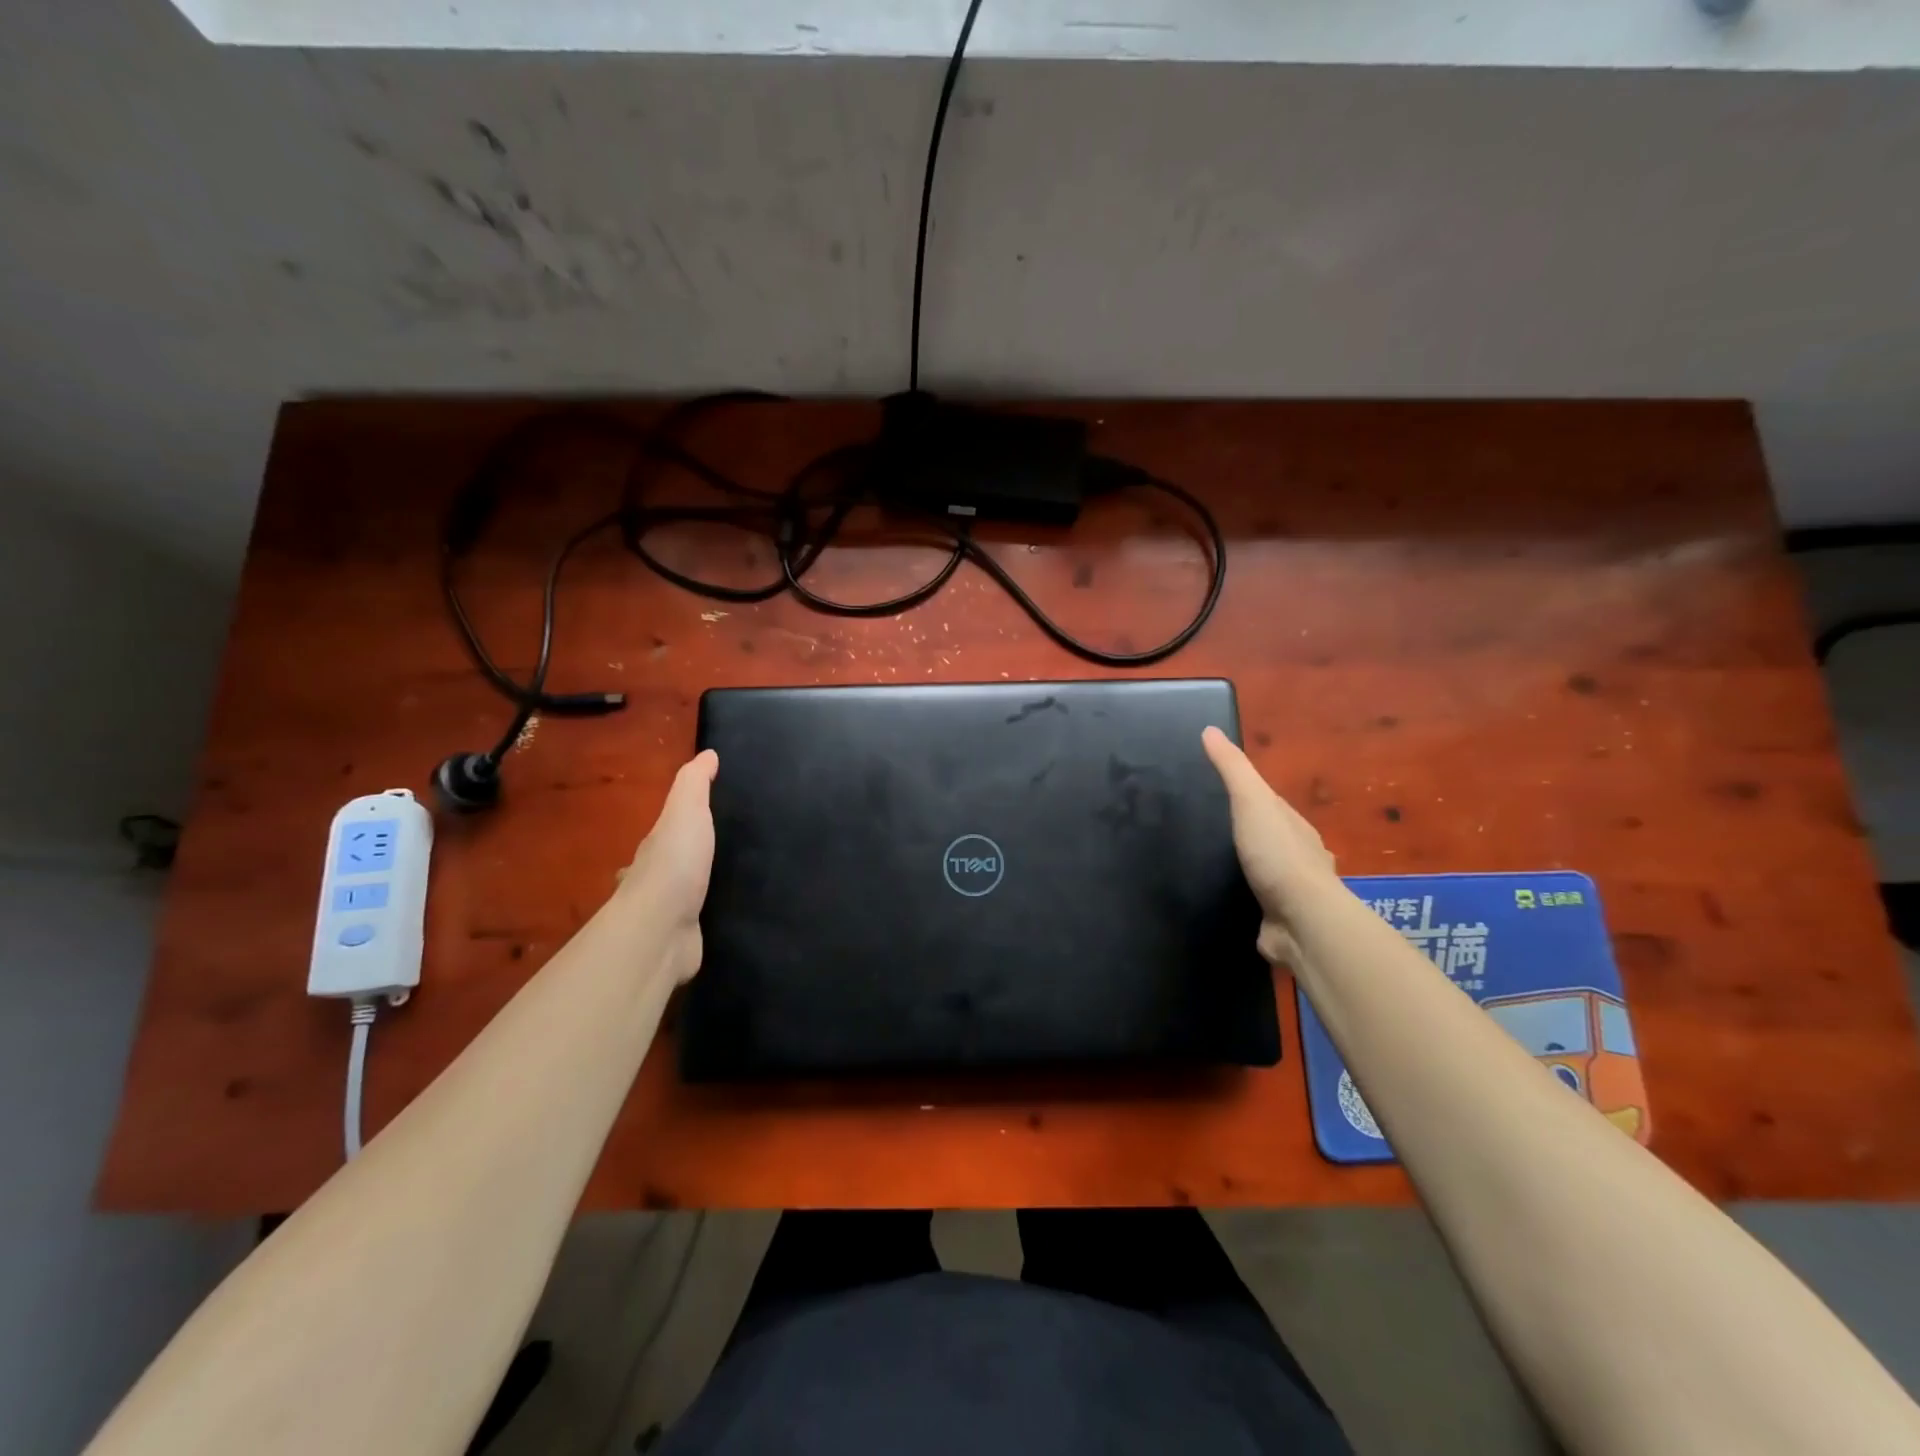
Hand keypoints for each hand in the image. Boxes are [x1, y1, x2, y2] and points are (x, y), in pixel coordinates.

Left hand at [614, 749, 718, 983]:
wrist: (663, 928)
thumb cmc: (676, 863)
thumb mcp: (687, 811)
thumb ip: (695, 783)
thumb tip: (708, 753)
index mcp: (655, 847)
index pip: (667, 831)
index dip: (683, 822)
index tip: (708, 816)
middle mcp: (655, 879)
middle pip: (671, 865)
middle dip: (689, 859)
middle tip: (723, 854)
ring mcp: (666, 913)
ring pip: (683, 896)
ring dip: (698, 890)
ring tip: (734, 883)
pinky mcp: (682, 940)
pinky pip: (698, 924)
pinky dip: (708, 919)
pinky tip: (728, 917)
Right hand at [1202, 727, 1337, 963]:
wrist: (1301, 920)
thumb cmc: (1277, 855)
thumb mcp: (1252, 801)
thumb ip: (1232, 769)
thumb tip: (1209, 730)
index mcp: (1294, 827)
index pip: (1269, 804)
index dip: (1246, 795)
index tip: (1215, 792)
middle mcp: (1297, 858)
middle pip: (1268, 838)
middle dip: (1246, 835)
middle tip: (1206, 830)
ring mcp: (1290, 893)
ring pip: (1263, 874)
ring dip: (1244, 871)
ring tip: (1207, 866)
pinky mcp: (1277, 921)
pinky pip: (1256, 906)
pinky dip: (1242, 901)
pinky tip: (1220, 901)